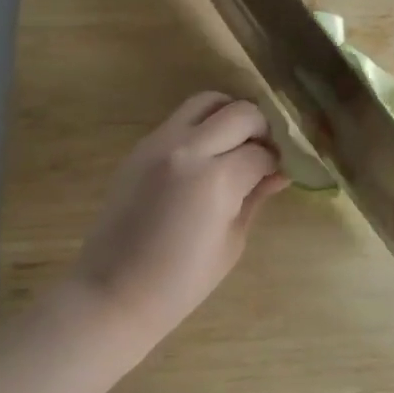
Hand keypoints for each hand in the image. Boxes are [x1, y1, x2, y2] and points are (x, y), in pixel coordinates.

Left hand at [67, 92, 286, 344]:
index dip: (276, 162)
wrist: (113, 291)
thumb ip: (255, 197)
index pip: (261, 153)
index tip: (279, 173)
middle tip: (264, 153)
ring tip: (236, 142)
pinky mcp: (142, 145)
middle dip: (260, 129)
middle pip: (240, 112)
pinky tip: (207, 154)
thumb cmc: (180, 282)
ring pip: (207, 101)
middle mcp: (189, 148)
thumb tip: (279, 172)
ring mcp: (160, 142)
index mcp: (216, 180)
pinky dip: (202, 126)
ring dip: (229, 114)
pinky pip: (180, 118)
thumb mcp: (231, 243)